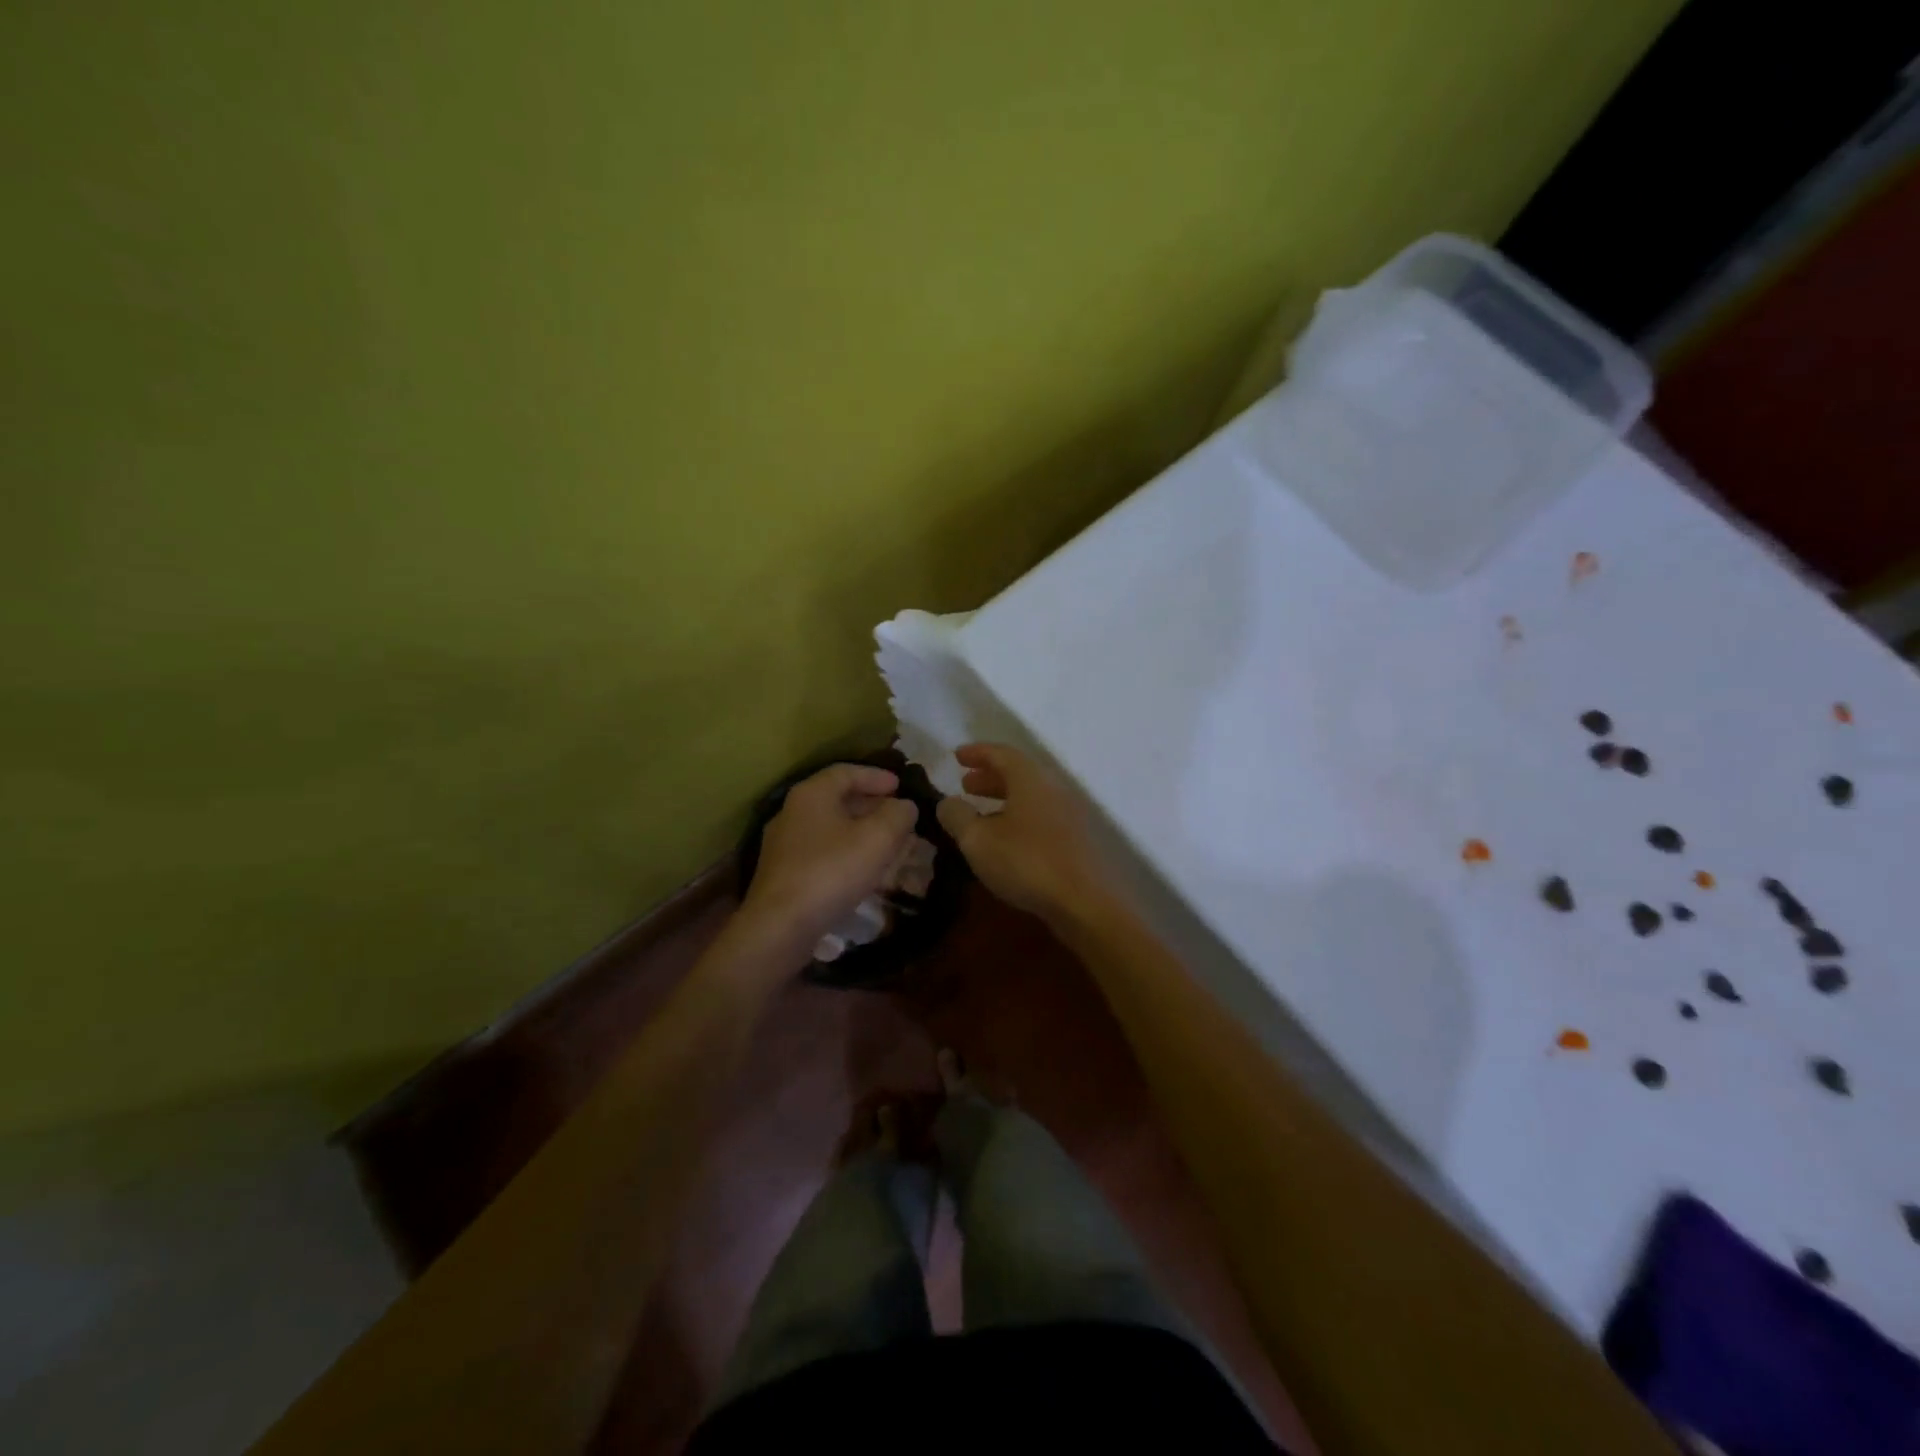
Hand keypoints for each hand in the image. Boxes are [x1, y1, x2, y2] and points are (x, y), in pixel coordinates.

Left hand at [739, 763, 919, 957]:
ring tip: (888, 843)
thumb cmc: (831, 871)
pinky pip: (821, 851)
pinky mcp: (783, 873)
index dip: (876, 776)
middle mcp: (792, 812)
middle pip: (837, 799)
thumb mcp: (877, 838)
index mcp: (811, 794)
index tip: (900, 786)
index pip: (846, 772)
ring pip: (830, 827)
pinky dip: (846, 851)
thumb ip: (897, 815)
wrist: (781, 926)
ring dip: (861, 831)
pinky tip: (863, 870)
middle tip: (898, 816)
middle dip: (871, 805)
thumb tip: (905, 806)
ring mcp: (784, 844)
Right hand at [935, 744, 1108, 927]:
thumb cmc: (1026, 862)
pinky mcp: (1074, 838)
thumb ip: (957, 816)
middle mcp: (1052, 788)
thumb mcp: (977, 840)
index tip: (956, 756)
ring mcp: (1068, 813)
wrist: (1083, 901)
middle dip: (989, 776)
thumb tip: (947, 802)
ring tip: (980, 812)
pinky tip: (1005, 838)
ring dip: (1003, 798)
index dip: (977, 752)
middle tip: (965, 785)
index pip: (1001, 753)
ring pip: (1030, 795)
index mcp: (1030, 778)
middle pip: (1018, 773)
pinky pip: (1040, 814)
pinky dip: (1018, 815)